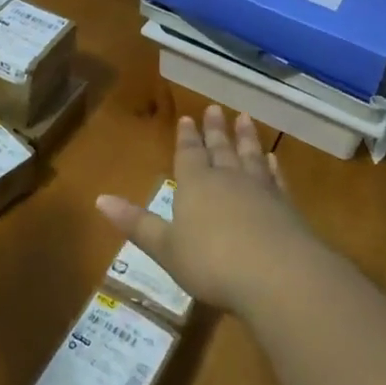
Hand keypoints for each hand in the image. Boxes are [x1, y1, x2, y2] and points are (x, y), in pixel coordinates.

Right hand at [95, 105, 313, 311]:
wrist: (277, 275)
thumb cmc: (211, 262)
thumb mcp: (166, 247)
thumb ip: (136, 223)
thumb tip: (99, 198)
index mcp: (195, 184)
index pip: (188, 153)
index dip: (187, 137)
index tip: (188, 118)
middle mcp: (227, 178)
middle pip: (220, 148)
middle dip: (216, 129)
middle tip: (216, 108)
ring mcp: (260, 190)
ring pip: (250, 156)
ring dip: (246, 137)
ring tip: (245, 119)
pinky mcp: (286, 207)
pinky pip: (277, 179)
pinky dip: (273, 167)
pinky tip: (274, 160)